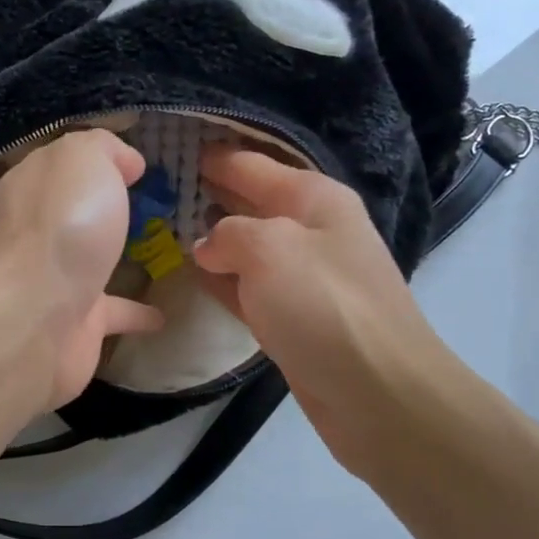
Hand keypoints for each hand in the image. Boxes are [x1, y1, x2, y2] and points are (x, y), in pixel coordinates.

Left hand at [0, 129, 162, 409]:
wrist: (37, 318)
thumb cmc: (64, 225)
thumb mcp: (83, 159)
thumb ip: (103, 149)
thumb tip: (125, 161)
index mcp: (34, 186)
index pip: (62, 164)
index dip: (96, 159)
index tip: (136, 165)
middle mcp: (38, 232)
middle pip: (73, 213)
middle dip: (103, 208)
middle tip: (152, 205)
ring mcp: (54, 280)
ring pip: (90, 262)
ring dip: (117, 257)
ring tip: (163, 252)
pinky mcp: (74, 325)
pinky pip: (112, 313)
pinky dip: (135, 313)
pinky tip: (163, 314)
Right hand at [192, 146, 448, 477]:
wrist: (378, 392)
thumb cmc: (324, 305)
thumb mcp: (269, 249)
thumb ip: (228, 234)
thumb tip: (208, 246)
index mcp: (314, 198)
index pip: (252, 165)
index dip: (213, 156)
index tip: (172, 146)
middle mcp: (312, 230)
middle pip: (251, 202)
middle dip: (209, 193)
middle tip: (160, 188)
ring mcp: (305, 277)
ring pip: (247, 246)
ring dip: (212, 237)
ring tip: (163, 227)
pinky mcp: (294, 317)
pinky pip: (249, 286)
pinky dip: (222, 279)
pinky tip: (191, 274)